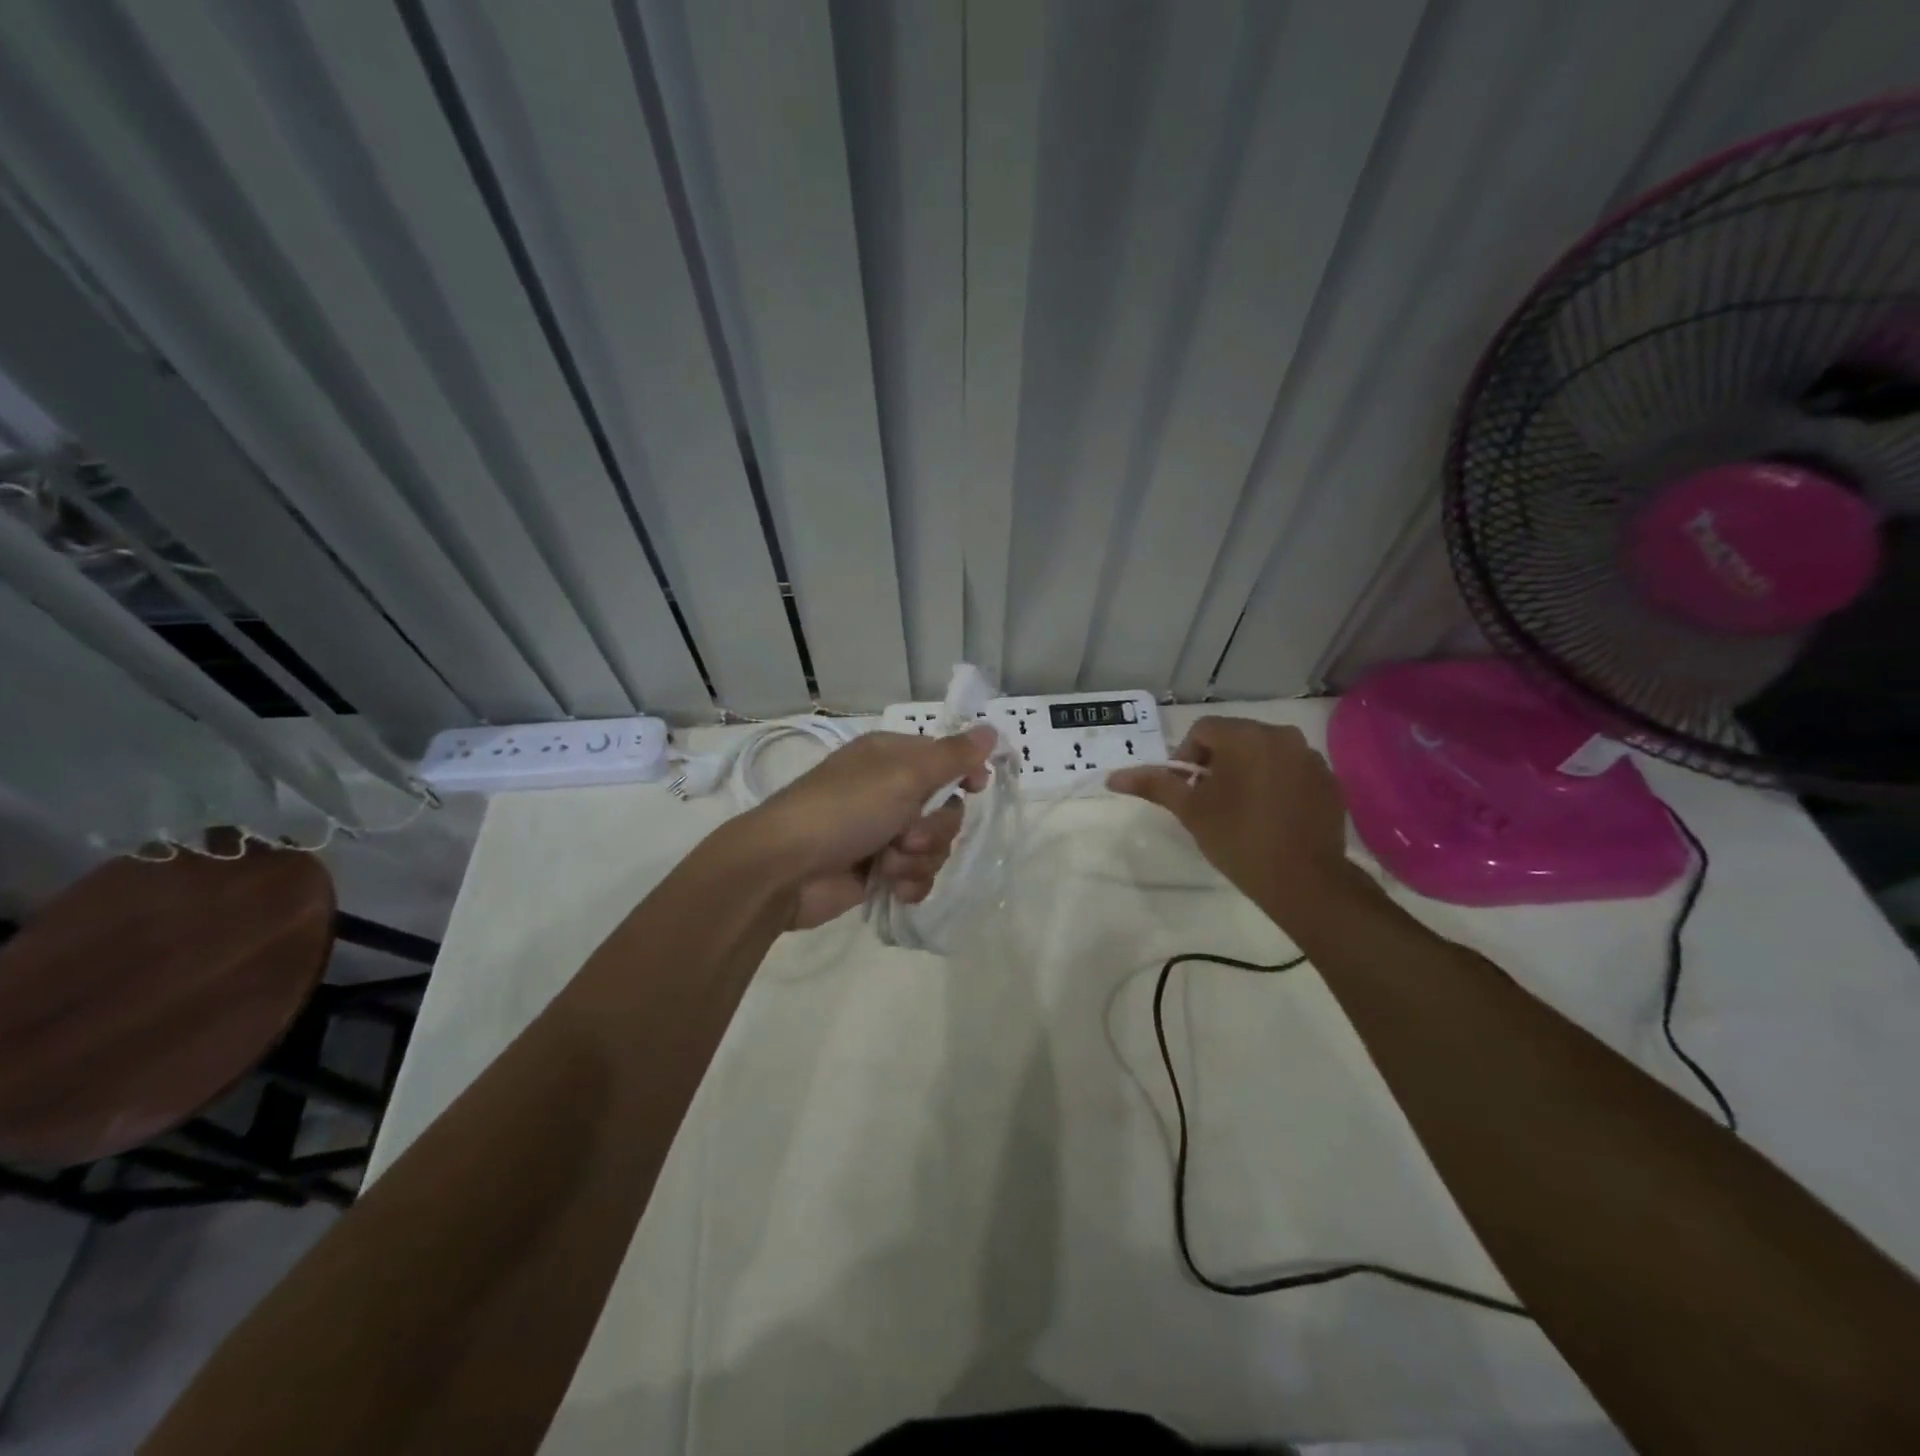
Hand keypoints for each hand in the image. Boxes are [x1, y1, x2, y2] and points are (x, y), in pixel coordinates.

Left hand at [747, 726, 996, 929]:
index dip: (964, 775)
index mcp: (893, 758)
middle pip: (946, 809)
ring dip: (918, 859)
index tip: (975, 789)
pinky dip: (910, 883)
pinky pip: (918, 875)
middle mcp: (890, 791)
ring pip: (934, 846)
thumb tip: (992, 730)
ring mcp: (883, 833)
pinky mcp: (878, 871)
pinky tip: (894, 888)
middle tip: (906, 836)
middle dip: (934, 829)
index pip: (946, 760)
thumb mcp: (903, 775)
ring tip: (888, 865)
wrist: (785, 870)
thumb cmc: (844, 810)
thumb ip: (952, 756)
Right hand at [1108, 716, 1355, 922]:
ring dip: (1247, 771)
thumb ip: (1154, 785)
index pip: (1203, 730)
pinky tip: (1271, 816)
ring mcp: (1311, 758)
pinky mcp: (1329, 781)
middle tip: (1209, 800)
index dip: (1187, 757)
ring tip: (1240, 809)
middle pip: (1235, 737)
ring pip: (1265, 753)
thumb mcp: (1191, 811)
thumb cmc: (1239, 839)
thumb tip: (1113, 777)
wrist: (1304, 881)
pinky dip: (1276, 783)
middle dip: (1217, 762)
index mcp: (1246, 736)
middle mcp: (1282, 736)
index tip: (1187, 790)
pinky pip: (1291, 771)